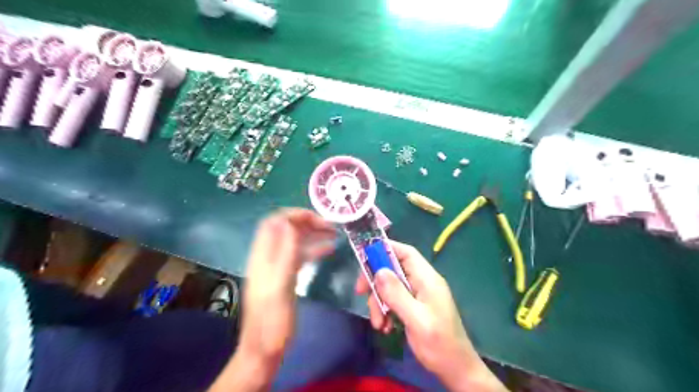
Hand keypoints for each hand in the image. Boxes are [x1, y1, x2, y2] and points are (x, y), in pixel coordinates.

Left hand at [210, 210, 334, 390]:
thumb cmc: (272, 319)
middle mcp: (269, 256)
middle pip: (287, 229)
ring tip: (334, 233)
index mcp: (263, 255)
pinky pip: (301, 255)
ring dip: (313, 234)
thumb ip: (285, 254)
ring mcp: (278, 266)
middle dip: (308, 222)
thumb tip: (291, 223)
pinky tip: (329, 249)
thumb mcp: (279, 285)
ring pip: (296, 241)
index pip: (274, 222)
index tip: (317, 218)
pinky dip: (314, 249)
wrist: (265, 348)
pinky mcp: (287, 276)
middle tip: (331, 226)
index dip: (294, 214)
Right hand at [357, 240, 505, 390]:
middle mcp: (422, 283)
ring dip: (379, 302)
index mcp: (427, 279)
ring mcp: (418, 296)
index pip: (406, 253)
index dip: (386, 249)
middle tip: (361, 292)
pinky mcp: (414, 308)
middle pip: (393, 270)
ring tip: (378, 324)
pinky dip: (385, 311)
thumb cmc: (439, 343)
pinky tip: (384, 327)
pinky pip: (394, 301)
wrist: (456, 370)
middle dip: (376, 281)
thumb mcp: (416, 319)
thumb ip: (397, 294)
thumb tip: (379, 271)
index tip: (365, 256)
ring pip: (390, 287)